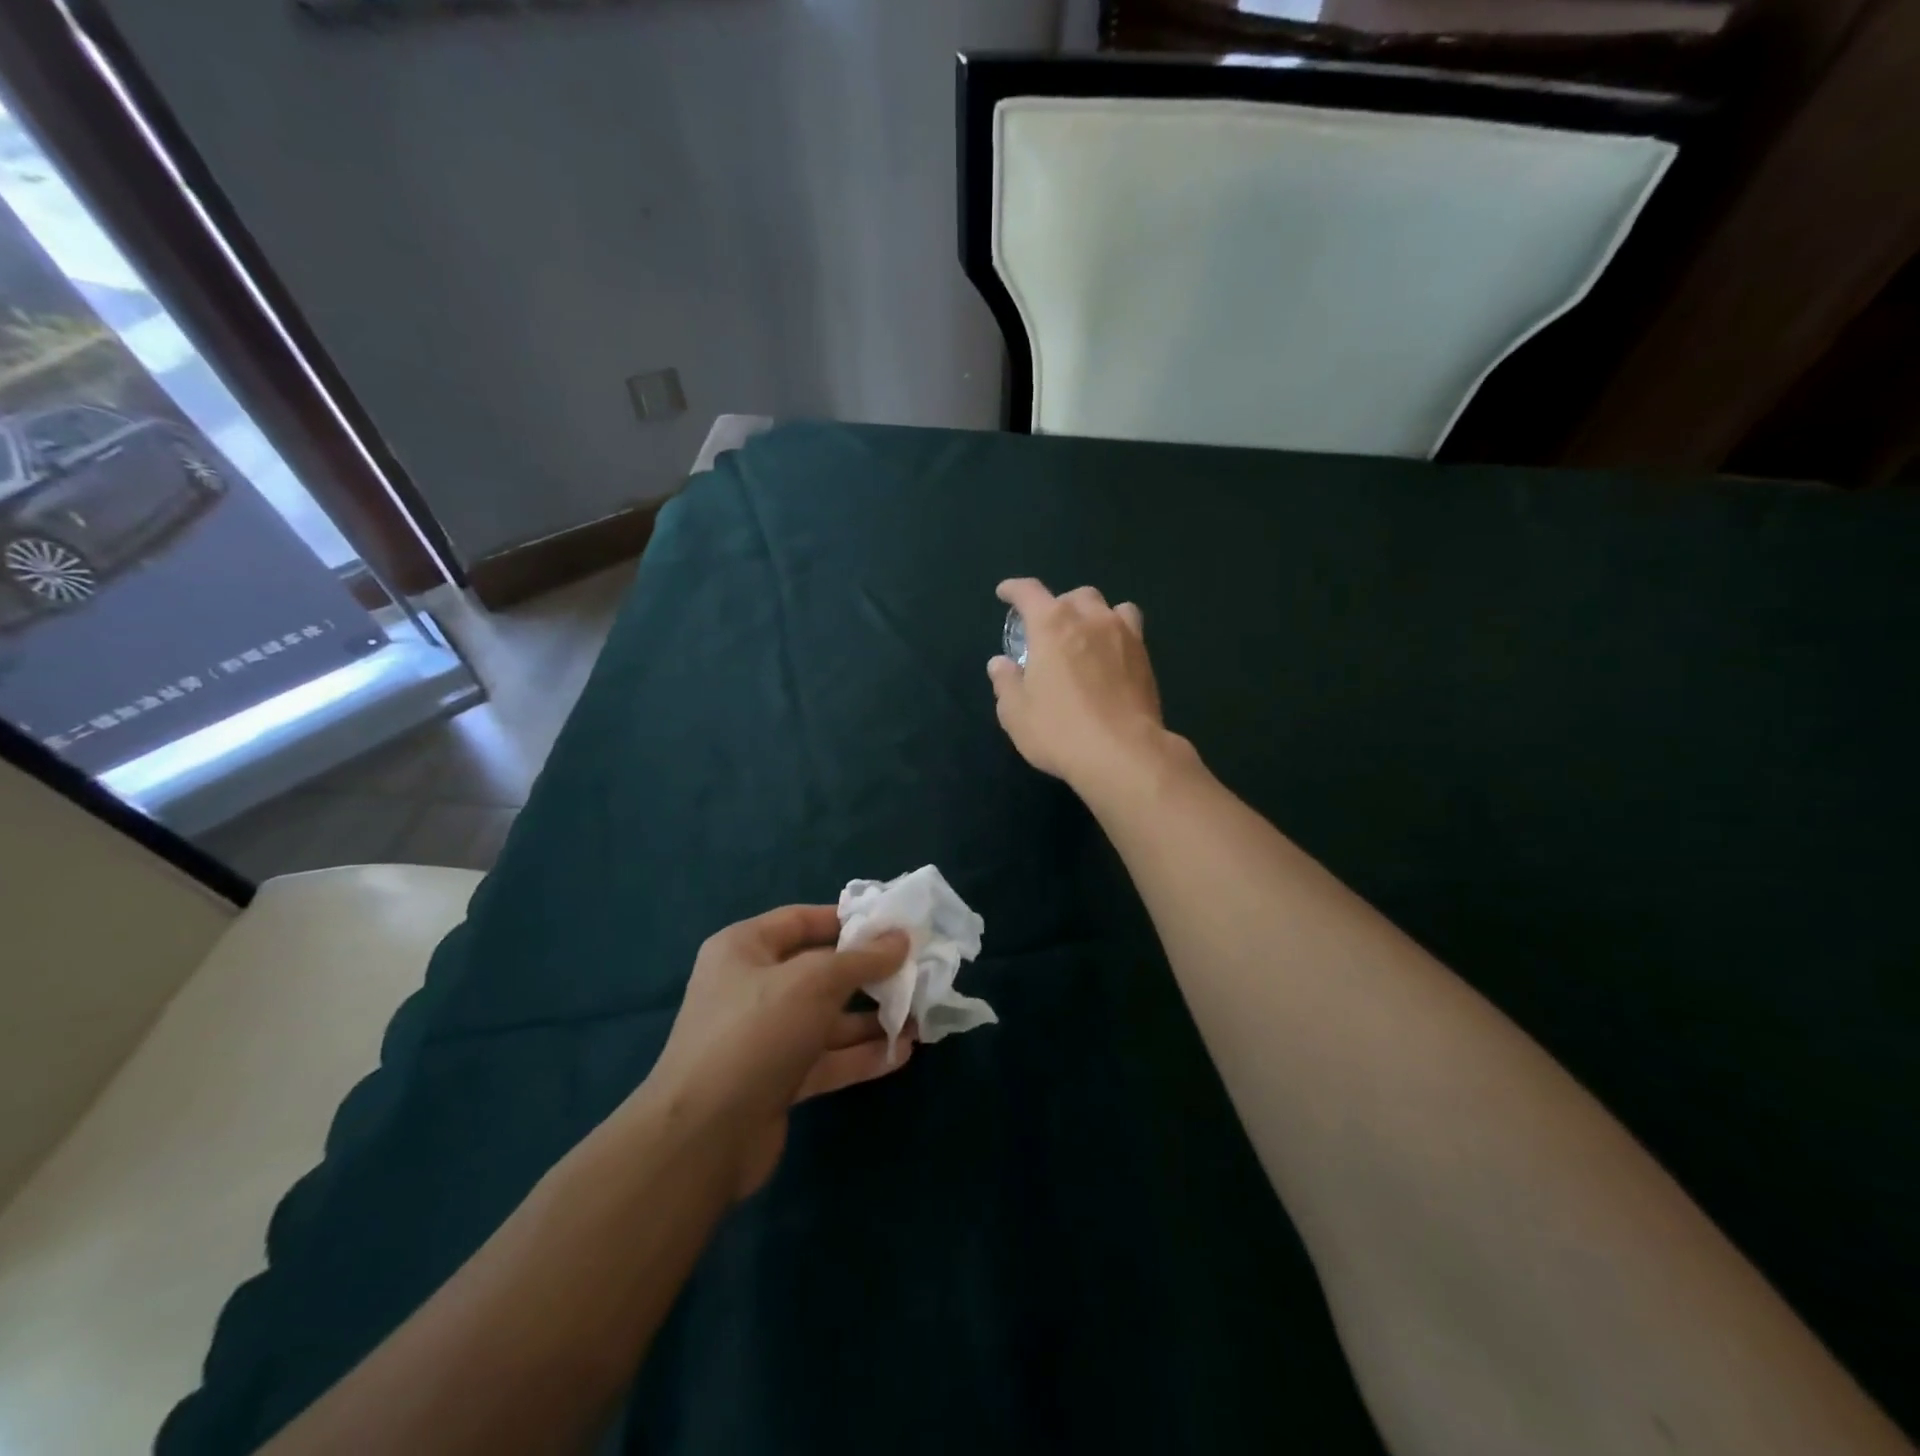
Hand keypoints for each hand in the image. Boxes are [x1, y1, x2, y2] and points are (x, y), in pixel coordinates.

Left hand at [644, 906, 911, 1199]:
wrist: (703, 1138)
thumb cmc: (756, 1032)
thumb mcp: (814, 982)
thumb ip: (862, 959)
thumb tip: (901, 938)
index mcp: (744, 949)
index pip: (802, 920)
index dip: (848, 920)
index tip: (893, 926)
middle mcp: (751, 987)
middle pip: (820, 971)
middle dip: (868, 974)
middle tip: (916, 972)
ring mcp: (764, 1037)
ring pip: (827, 1019)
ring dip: (872, 1019)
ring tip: (920, 1017)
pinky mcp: (777, 1080)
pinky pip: (826, 1058)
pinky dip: (860, 1055)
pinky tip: (902, 1053)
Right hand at [988, 578, 1172, 794]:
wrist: (1124, 754)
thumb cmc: (1060, 732)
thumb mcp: (1017, 714)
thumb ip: (1006, 683)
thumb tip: (1000, 664)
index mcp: (1051, 626)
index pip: (1029, 592)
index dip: (1014, 589)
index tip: (1005, 593)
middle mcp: (1090, 620)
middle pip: (1074, 596)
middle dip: (1058, 606)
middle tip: (1048, 631)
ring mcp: (1123, 635)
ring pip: (1109, 606)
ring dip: (1092, 614)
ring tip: (1086, 635)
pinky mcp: (1145, 657)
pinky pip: (1130, 629)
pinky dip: (1117, 633)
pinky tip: (1110, 656)